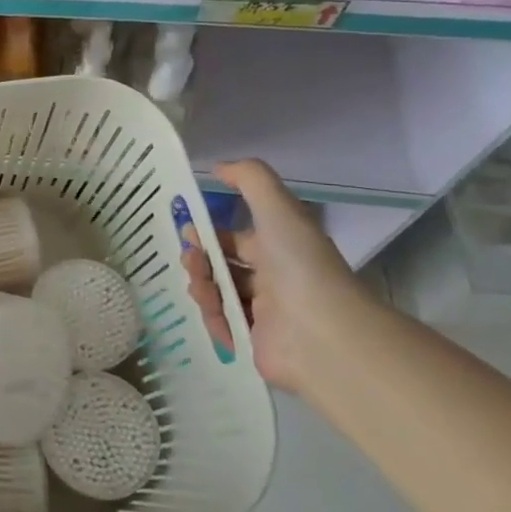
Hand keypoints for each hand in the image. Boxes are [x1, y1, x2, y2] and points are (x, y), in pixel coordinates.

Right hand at [182, 159, 370, 393]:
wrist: (323, 333)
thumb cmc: (300, 265)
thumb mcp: (277, 208)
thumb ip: (250, 178)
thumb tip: (217, 167)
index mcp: (278, 248)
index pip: (235, 239)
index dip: (209, 234)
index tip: (187, 231)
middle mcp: (271, 279)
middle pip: (221, 267)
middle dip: (199, 261)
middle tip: (191, 260)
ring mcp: (262, 314)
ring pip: (217, 295)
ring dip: (202, 286)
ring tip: (202, 288)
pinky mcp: (253, 344)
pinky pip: (221, 327)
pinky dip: (213, 320)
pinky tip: (215, 314)